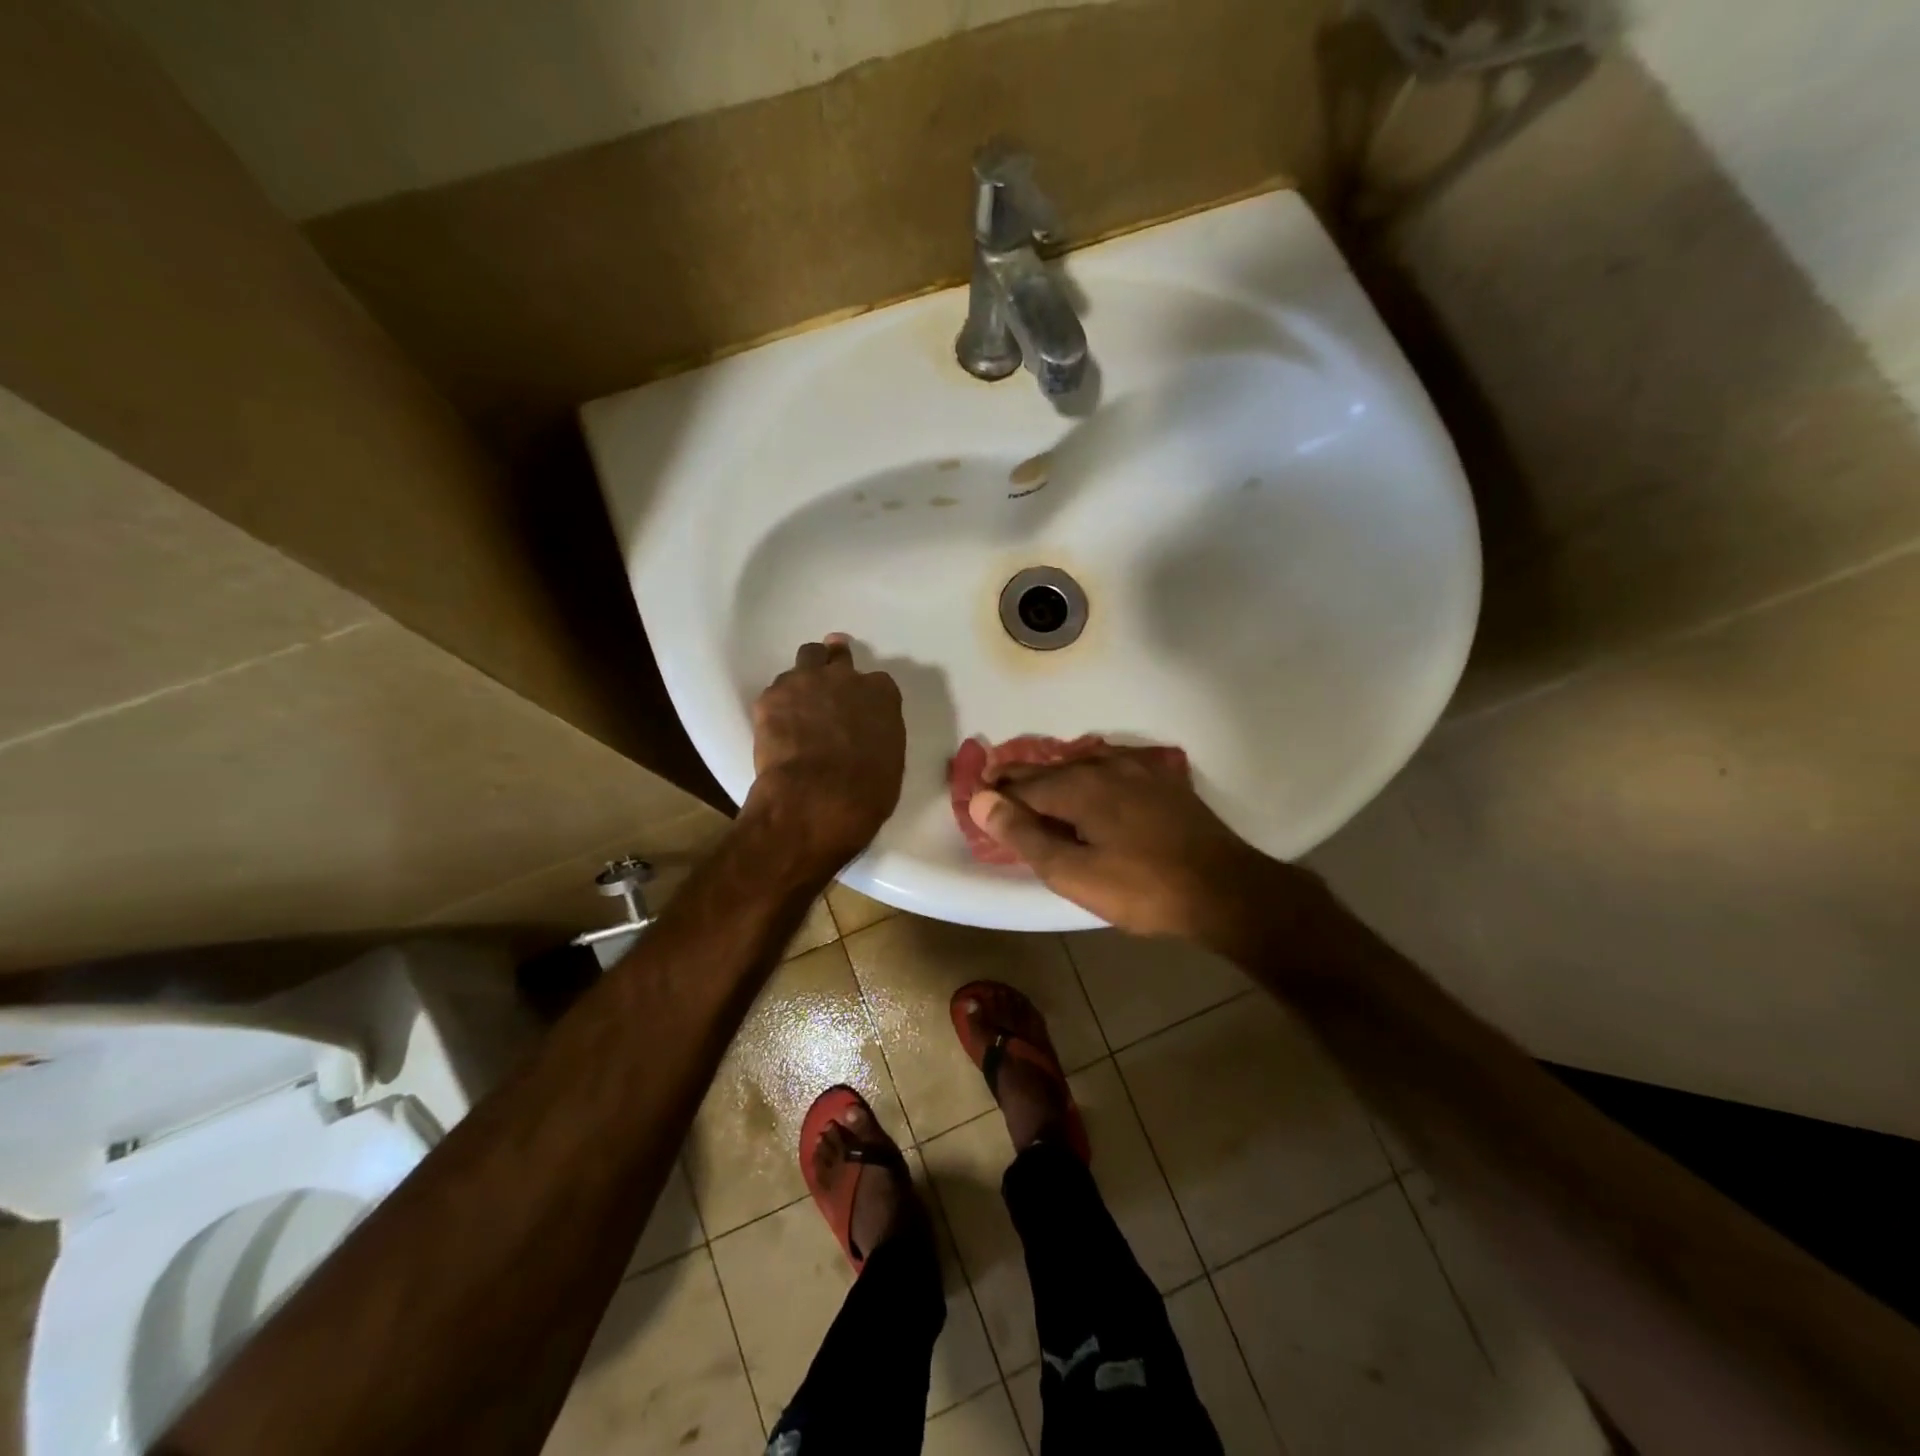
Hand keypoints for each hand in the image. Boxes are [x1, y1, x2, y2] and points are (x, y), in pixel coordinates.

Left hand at [748, 635, 905, 869]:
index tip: (860, 706)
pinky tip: (776, 724)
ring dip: (804, 676)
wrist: (817, 798)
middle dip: (833, 663)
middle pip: (837, 656)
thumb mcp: (889, 761)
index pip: (877, 682)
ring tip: (798, 698)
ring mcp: (805, 682)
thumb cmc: (866, 790)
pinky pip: (775, 691)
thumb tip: (864, 736)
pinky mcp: (771, 696)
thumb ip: (878, 735)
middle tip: (827, 674)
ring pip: (805, 660)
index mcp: (881, 694)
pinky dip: (778, 704)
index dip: (866, 693)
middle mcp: (844, 677)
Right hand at [969, 750, 1313, 950]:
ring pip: (1083, 763)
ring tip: (1037, 786)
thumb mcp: (1074, 873)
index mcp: (1080, 786)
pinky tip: (1092, 781)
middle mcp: (1106, 765)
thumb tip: (981, 801)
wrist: (1225, 889)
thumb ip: (1025, 836)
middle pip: (1051, 768)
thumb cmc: (1143, 888)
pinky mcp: (1163, 780)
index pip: (1023, 784)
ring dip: (1055, 773)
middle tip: (997, 787)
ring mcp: (1139, 769)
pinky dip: (1089, 772)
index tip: (976, 796)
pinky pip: (1113, 766)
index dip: (996, 791)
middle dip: (1021, 778)